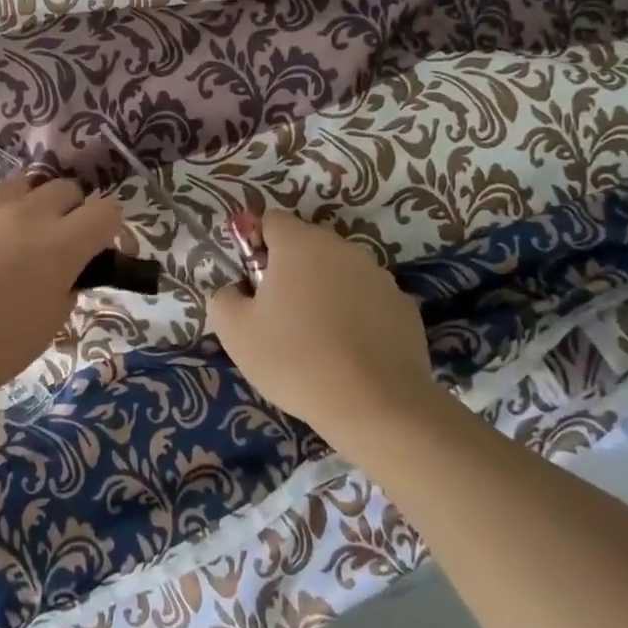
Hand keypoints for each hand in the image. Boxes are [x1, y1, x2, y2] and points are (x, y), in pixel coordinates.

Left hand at [0, 175, 123, 391]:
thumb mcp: (45, 328)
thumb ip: (64, 291)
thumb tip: (65, 276)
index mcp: (61, 244)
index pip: (107, 211)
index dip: (107, 227)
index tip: (97, 248)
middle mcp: (27, 213)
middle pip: (65, 188)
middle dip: (69, 210)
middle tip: (56, 242)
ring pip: (21, 186)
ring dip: (27, 207)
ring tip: (11, 239)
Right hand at [207, 212, 438, 441]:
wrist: (377, 406)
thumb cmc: (295, 359)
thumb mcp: (235, 332)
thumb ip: (224, 297)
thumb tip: (236, 290)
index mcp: (300, 243)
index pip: (270, 221)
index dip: (256, 247)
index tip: (252, 285)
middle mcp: (342, 248)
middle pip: (306, 246)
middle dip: (289, 270)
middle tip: (278, 315)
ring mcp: (378, 276)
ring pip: (338, 273)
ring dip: (324, 292)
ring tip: (316, 339)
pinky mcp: (404, 307)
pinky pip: (367, 300)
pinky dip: (355, 316)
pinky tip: (349, 353)